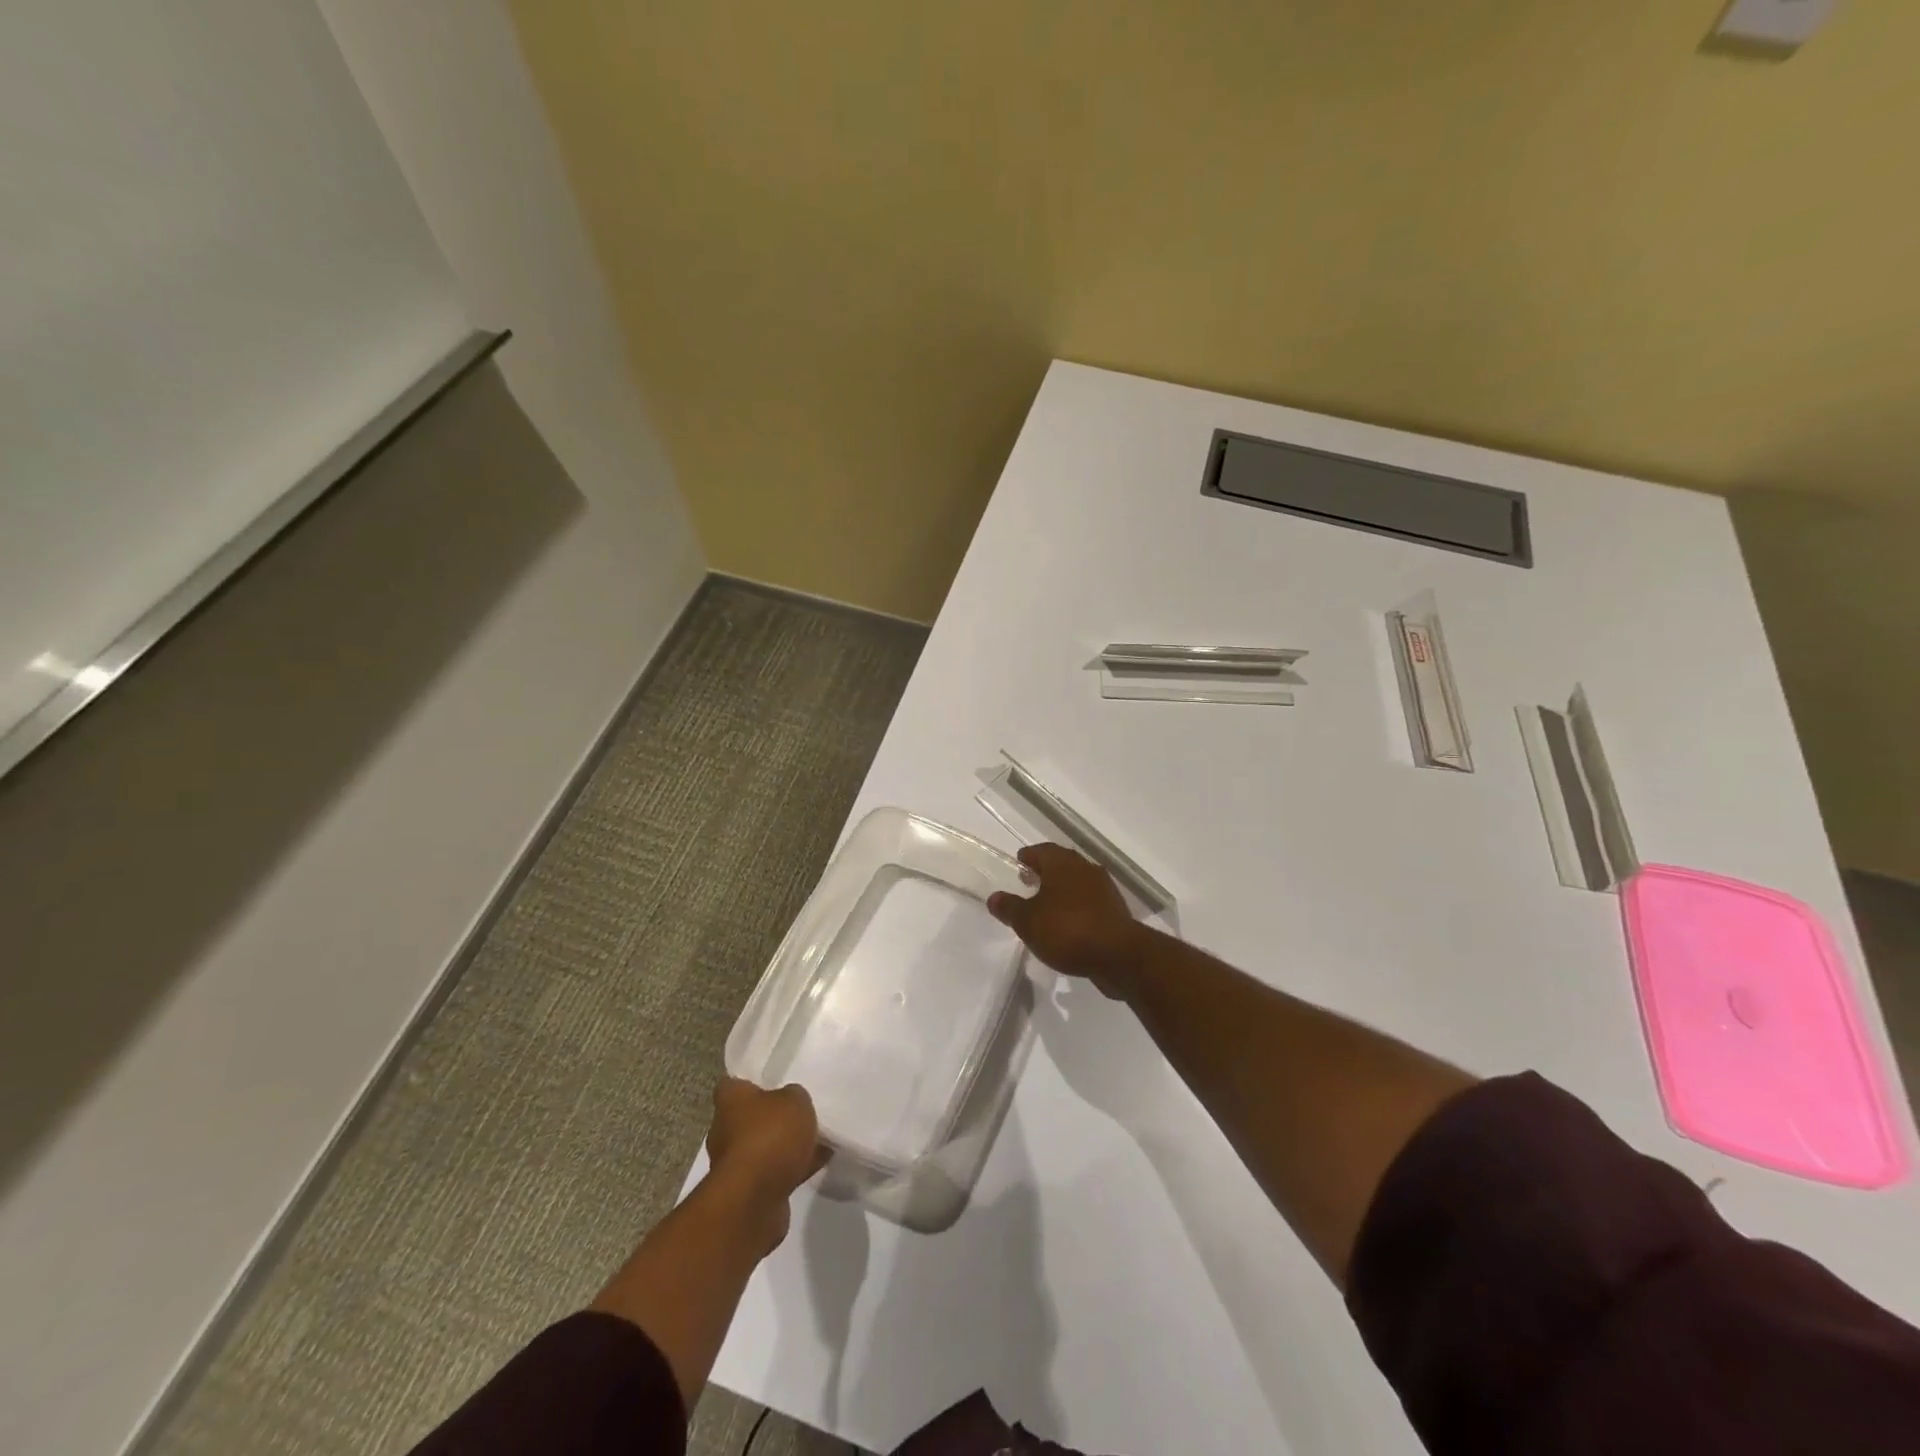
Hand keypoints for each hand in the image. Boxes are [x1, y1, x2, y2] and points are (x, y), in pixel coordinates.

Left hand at [704, 1078, 825, 1250]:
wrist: (754, 1200)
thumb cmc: (769, 1136)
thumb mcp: (795, 1100)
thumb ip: (794, 1097)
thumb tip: (791, 1102)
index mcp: (730, 1101)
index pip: (733, 1084)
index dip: (752, 1082)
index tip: (774, 1082)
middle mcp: (725, 1131)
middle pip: (750, 1117)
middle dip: (773, 1117)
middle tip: (801, 1112)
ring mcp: (735, 1164)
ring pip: (764, 1147)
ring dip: (784, 1147)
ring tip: (818, 1139)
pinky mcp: (749, 1192)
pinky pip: (774, 1173)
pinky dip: (793, 1169)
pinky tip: (819, 1163)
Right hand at [987, 843, 1152, 996]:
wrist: (1118, 955)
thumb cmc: (1067, 930)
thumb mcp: (1027, 921)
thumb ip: (1010, 907)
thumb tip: (994, 897)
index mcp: (1062, 863)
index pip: (1041, 850)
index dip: (1028, 856)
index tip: (1019, 863)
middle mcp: (1085, 868)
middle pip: (1062, 863)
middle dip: (1045, 871)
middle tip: (1029, 882)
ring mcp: (1104, 889)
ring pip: (1077, 882)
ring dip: (1062, 890)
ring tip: (1046, 906)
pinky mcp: (1115, 910)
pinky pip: (1089, 902)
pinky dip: (1076, 907)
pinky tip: (1067, 924)